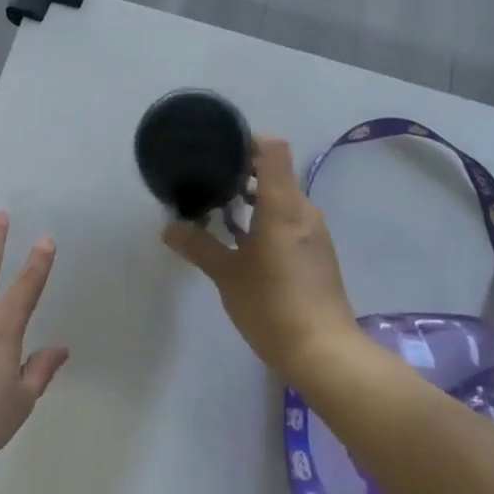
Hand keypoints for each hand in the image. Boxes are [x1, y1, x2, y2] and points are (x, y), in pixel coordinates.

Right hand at [162, 135, 355, 381]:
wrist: (324, 353)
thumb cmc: (272, 305)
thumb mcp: (227, 275)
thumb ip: (198, 246)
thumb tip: (169, 228)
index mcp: (283, 205)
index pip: (272, 150)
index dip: (247, 140)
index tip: (219, 147)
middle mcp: (303, 210)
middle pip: (276, 172)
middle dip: (242, 171)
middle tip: (208, 179)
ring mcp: (314, 232)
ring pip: (282, 198)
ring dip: (253, 197)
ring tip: (220, 210)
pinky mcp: (317, 253)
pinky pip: (289, 219)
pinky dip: (266, 218)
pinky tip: (242, 241)